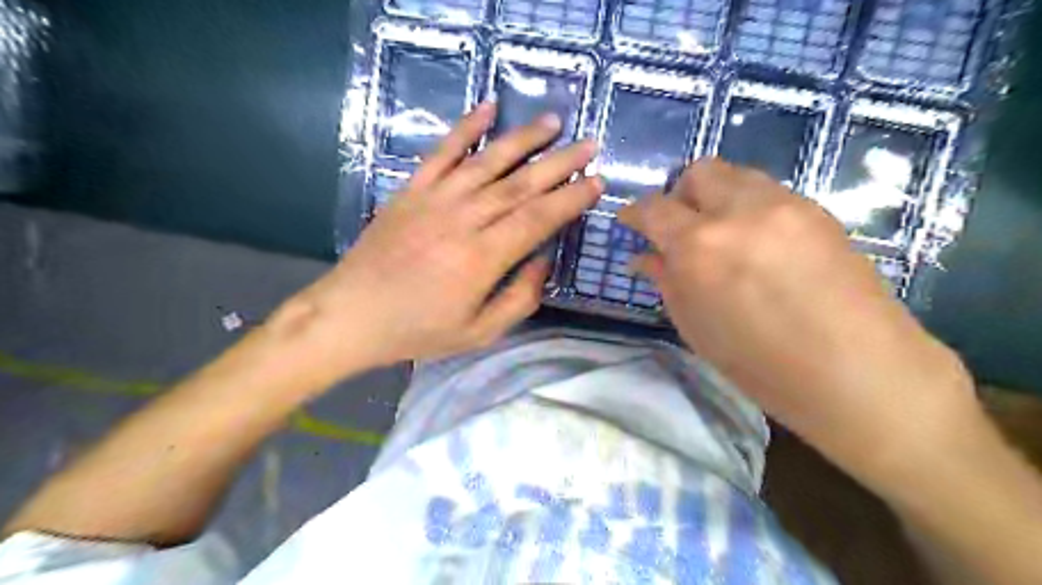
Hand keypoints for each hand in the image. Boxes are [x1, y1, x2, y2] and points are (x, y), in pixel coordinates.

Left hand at [290, 104, 603, 368]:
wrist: (351, 315)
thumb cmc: (418, 330)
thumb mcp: (479, 333)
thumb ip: (520, 298)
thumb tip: (544, 259)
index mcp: (482, 258)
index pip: (538, 218)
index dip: (571, 198)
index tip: (597, 182)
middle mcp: (463, 220)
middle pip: (521, 184)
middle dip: (560, 163)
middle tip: (590, 144)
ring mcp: (434, 199)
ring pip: (487, 161)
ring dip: (523, 139)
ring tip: (553, 122)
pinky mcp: (411, 190)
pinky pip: (441, 152)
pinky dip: (465, 127)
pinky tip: (487, 107)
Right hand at [616, 158, 976, 485]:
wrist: (857, 372)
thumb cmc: (761, 365)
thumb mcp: (695, 327)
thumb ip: (666, 280)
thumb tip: (643, 257)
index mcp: (699, 246)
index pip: (653, 208)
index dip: (635, 213)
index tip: (631, 223)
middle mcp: (738, 211)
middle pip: (698, 172)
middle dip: (679, 194)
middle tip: (680, 227)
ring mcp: (783, 204)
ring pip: (736, 174)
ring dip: (716, 196)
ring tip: (721, 234)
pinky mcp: (817, 209)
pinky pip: (768, 192)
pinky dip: (749, 207)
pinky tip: (758, 244)